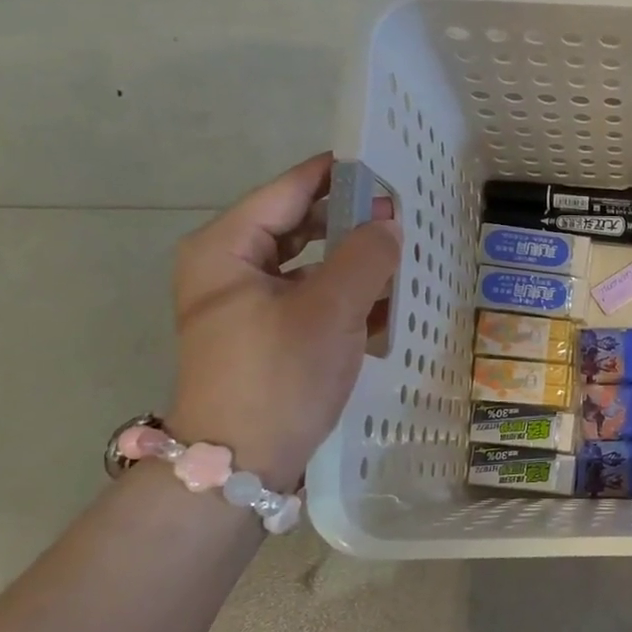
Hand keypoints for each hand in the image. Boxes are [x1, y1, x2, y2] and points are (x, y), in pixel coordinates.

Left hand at [168, 153, 400, 490]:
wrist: (240, 464)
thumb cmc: (278, 376)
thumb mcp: (330, 310)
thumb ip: (366, 257)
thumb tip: (389, 223)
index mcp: (227, 248)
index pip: (288, 191)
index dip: (338, 175)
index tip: (386, 167)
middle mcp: (231, 269)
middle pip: (300, 226)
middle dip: (352, 221)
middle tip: (404, 216)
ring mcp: (248, 306)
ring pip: (311, 266)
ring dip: (356, 262)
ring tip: (405, 257)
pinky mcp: (269, 337)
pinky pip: (314, 300)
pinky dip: (349, 297)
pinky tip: (389, 303)